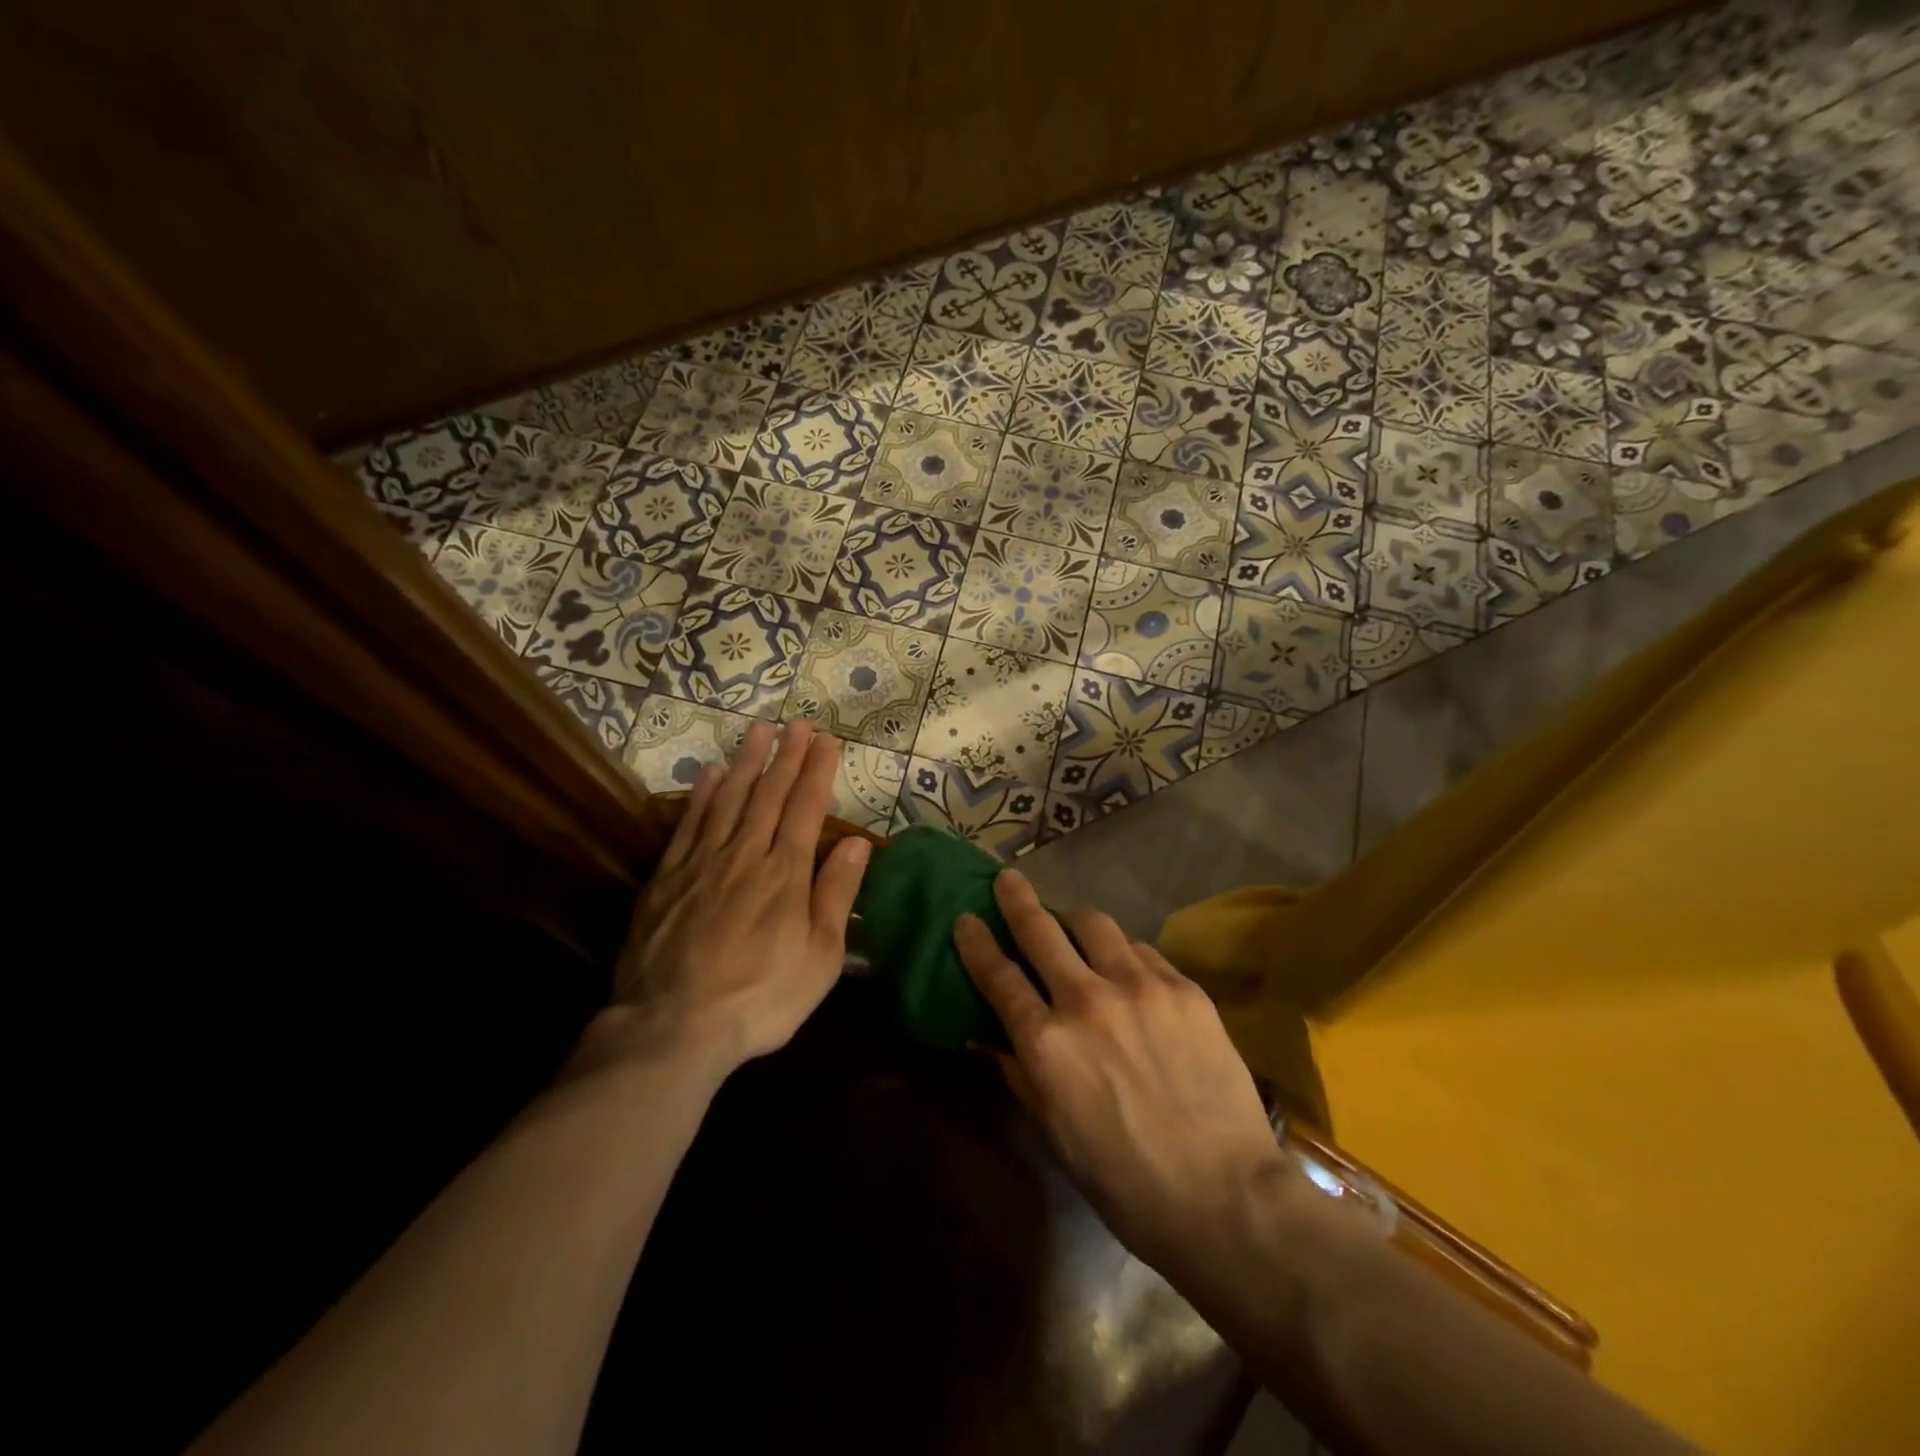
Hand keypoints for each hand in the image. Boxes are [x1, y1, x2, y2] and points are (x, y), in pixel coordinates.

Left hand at [587, 720, 869, 1083]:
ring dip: (748, 762)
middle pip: (770, 794)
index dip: (818, 770)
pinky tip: (711, 773)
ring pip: (730, 799)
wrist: (673, 1026)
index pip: (807, 808)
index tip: (827, 739)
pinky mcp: (667, 878)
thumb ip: (837, 894)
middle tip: (798, 723)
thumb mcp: (820, 957)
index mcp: (786, 873)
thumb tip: (859, 842)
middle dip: (787, 755)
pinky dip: (702, 795)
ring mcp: (702, 863)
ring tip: (759, 730)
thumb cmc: (761, 997)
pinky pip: (689, 824)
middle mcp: (746, 855)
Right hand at [954, 870, 1288, 1273]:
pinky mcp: (1184, 988)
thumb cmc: (1124, 1180)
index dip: (976, 943)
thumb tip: (989, 1034)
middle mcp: (1087, 1000)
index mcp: (1047, 1043)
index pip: (998, 976)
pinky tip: (1128, 970)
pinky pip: (1142, 951)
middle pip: (1041, 930)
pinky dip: (1124, 953)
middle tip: (1008, 880)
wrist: (1224, 1196)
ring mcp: (1140, 987)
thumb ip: (1019, 1072)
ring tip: (1072, 925)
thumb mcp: (1054, 1131)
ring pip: (1094, 924)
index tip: (966, 919)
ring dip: (1073, 920)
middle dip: (1017, 899)